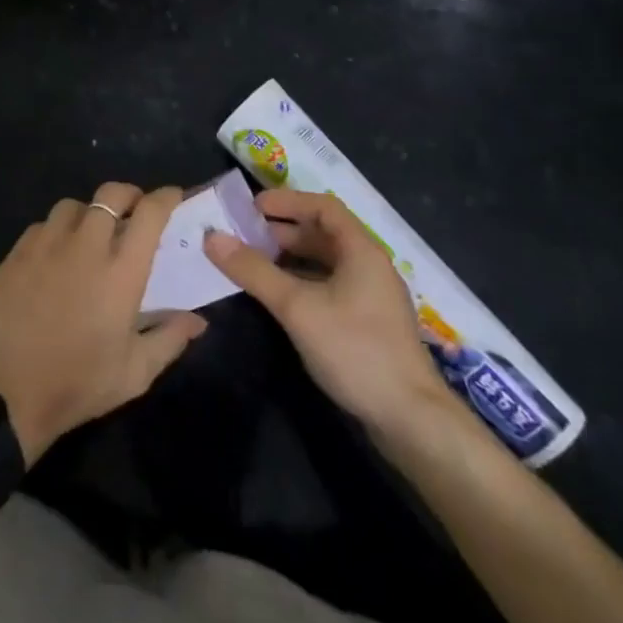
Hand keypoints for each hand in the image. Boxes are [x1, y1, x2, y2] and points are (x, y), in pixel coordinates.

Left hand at [0, 183, 207, 463]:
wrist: (7, 395)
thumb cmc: (79, 384)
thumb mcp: (135, 372)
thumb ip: (170, 338)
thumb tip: (198, 320)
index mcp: (120, 271)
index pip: (150, 214)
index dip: (165, 197)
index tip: (173, 197)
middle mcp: (85, 246)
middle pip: (111, 194)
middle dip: (128, 196)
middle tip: (134, 213)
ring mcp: (46, 246)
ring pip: (73, 205)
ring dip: (89, 213)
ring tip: (91, 235)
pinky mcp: (16, 254)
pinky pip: (42, 226)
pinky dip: (56, 232)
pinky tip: (56, 255)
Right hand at [206, 188, 465, 440]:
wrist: (410, 420)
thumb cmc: (355, 350)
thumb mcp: (297, 307)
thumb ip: (254, 271)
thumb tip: (212, 237)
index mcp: (361, 250)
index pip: (323, 207)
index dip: (287, 201)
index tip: (252, 206)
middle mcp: (369, 266)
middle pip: (324, 233)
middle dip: (283, 230)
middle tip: (244, 235)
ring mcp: (371, 297)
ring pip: (326, 262)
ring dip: (290, 257)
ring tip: (254, 262)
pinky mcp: (368, 324)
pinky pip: (329, 287)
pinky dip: (302, 282)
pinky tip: (279, 297)